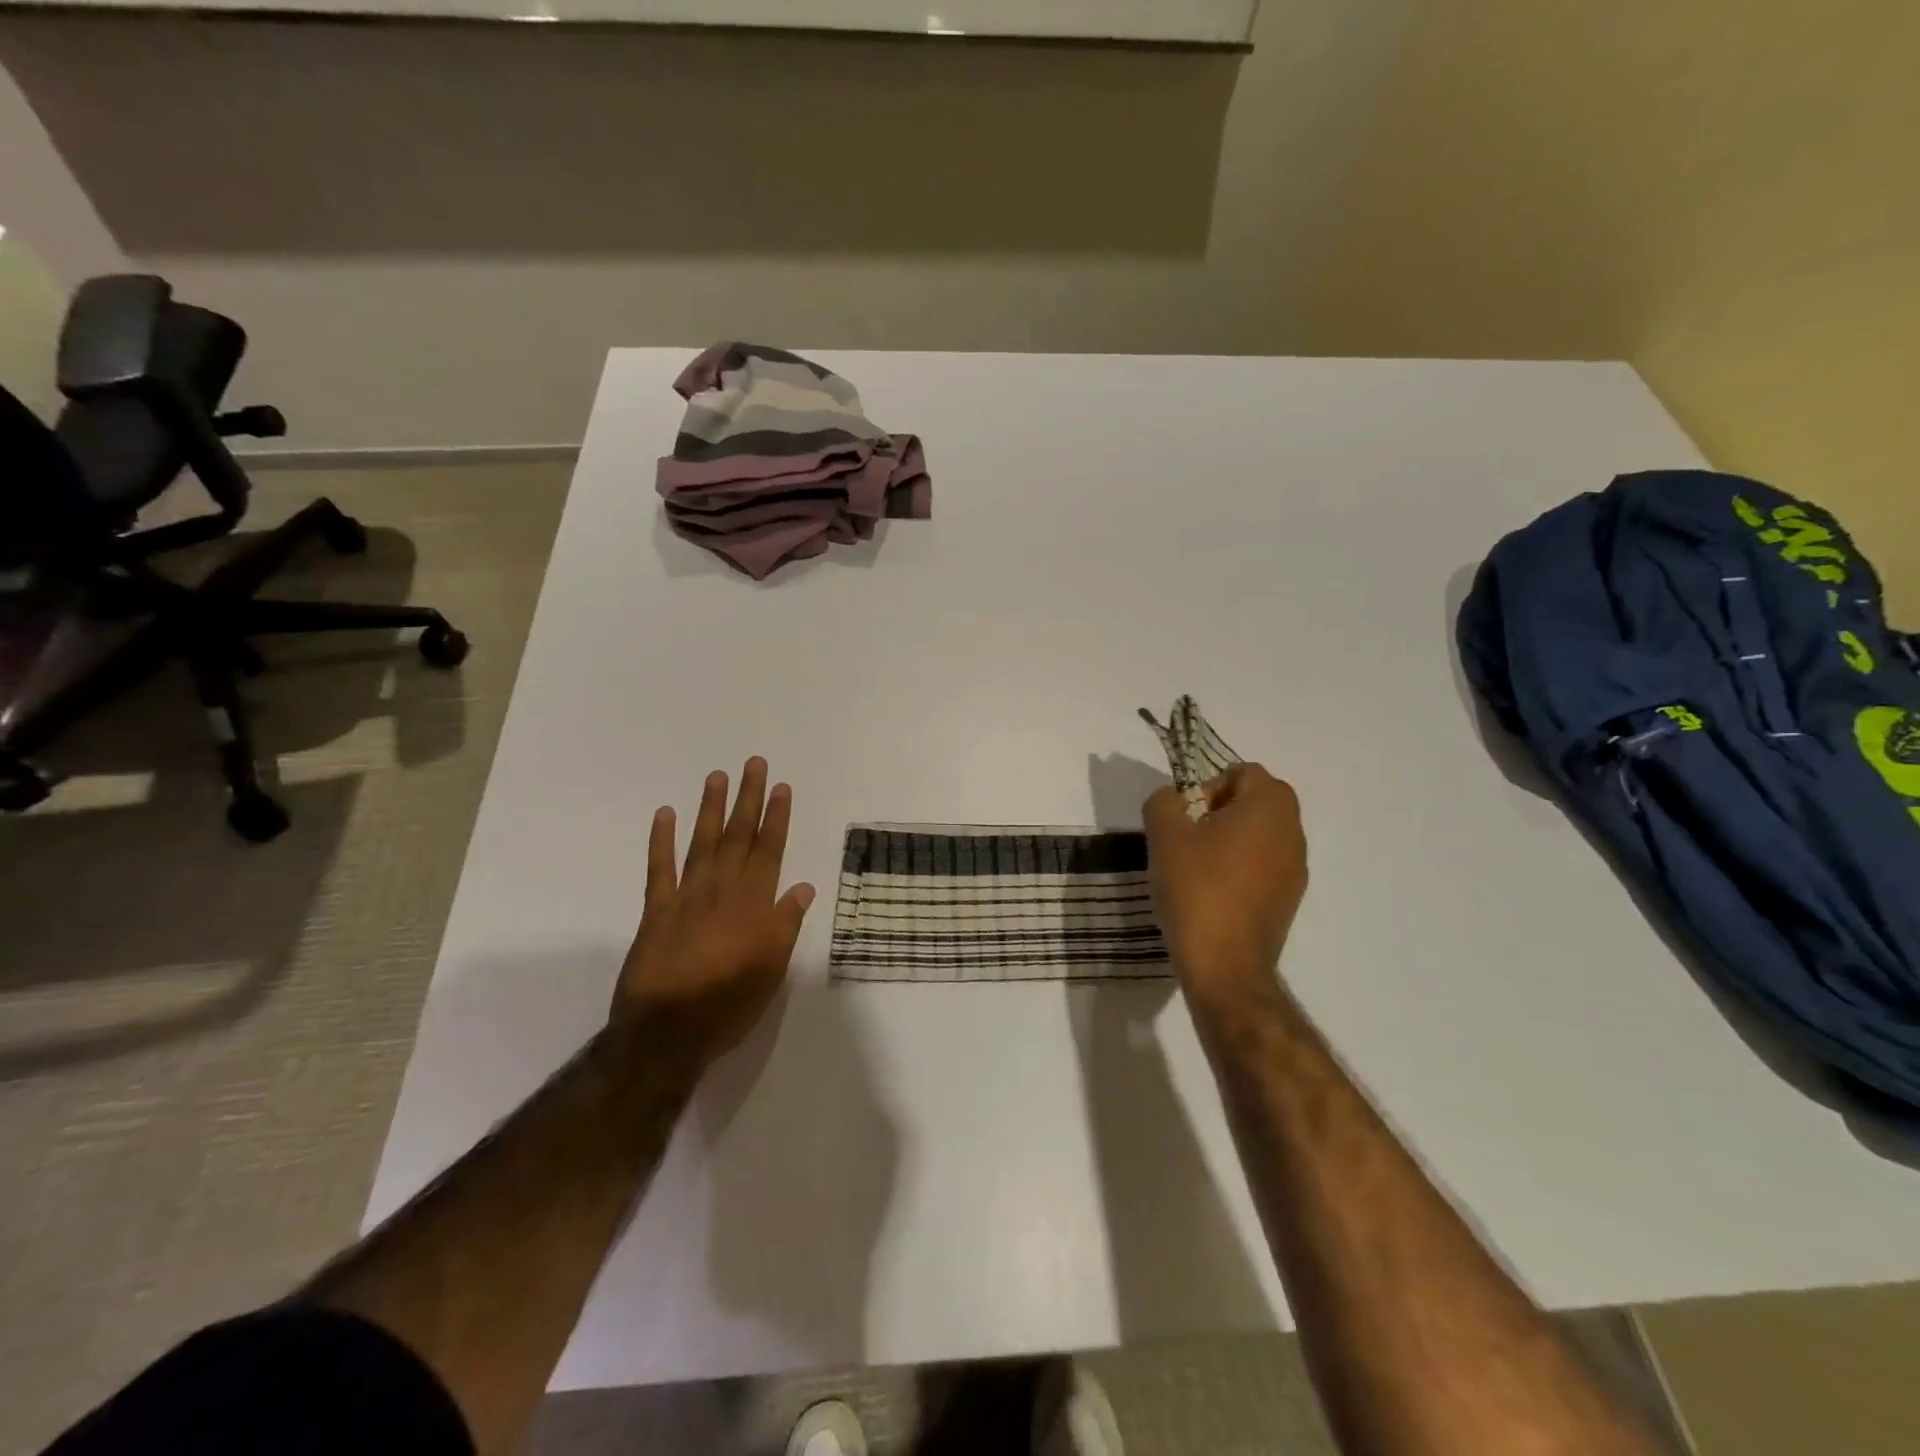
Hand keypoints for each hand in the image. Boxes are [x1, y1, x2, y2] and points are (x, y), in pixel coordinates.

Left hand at [614, 758, 815, 1066]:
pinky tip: (665, 814)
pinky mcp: (656, 910)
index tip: (782, 787)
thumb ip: (785, 925)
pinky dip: (661, 840)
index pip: (769, 851)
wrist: (667, 1032)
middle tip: (754, 764)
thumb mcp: (772, 970)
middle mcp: (722, 891)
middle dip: (748, 799)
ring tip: (718, 776)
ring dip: (711, 809)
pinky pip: (659, 868)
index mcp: (754, 905)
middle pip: (738, 837)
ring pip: (703, 843)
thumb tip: (802, 887)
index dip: (776, 818)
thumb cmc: (729, 1003)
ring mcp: (687, 897)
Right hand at [1143, 763, 1308, 1013]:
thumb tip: (1174, 801)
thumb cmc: (1196, 888)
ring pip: (1260, 835)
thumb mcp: (1164, 833)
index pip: (1243, 772)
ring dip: (1229, 841)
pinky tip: (1211, 893)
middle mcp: (1293, 831)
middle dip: (1219, 811)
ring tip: (1195, 867)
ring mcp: (1296, 869)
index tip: (1186, 816)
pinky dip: (1239, 869)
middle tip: (1187, 837)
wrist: (1224, 964)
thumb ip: (1164, 801)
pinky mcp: (1289, 900)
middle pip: (1255, 802)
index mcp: (1270, 806)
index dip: (1209, 786)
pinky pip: (1263, 866)